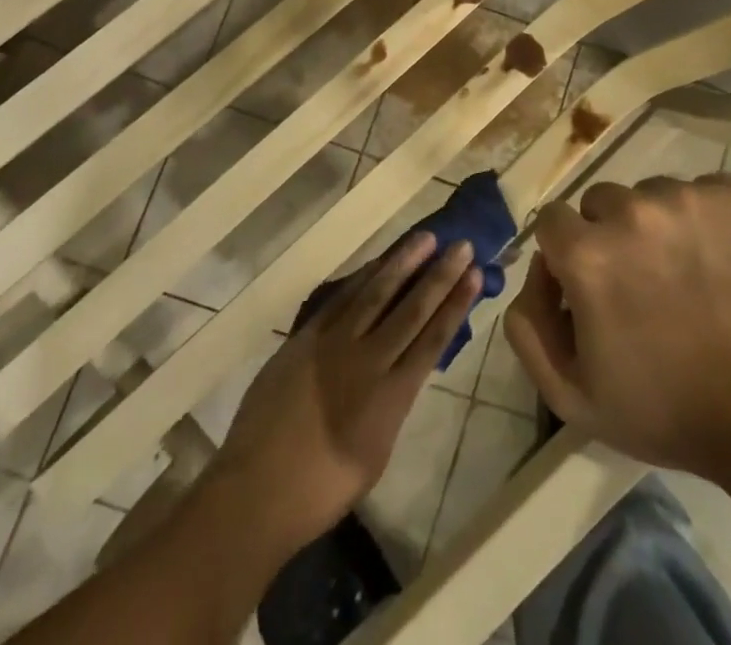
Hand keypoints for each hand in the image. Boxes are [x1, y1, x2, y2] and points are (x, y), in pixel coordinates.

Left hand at [214, 231, 481, 548]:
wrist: (256, 491)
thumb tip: (404, 369)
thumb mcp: (375, 453)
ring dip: (404, 262)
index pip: (434, 338)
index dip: (456, 303)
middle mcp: (369, 360)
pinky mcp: (307, 337)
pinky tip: (378, 262)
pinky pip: (341, 298)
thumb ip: (394, 404)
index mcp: (392, 396)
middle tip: (461, 245)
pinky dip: (363, 277)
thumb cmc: (322, 489)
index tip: (474, 274)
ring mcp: (335, 344)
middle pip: (412, 308)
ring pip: (377, 292)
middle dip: (440, 275)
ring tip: (426, 238)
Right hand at [504, 173, 730, 481]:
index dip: (567, 254)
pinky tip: (729, 260)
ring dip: (662, 225)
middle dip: (612, 236)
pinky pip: (707, 192)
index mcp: (588, 253)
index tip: (590, 285)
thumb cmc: (672, 411)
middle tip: (645, 283)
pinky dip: (710, 219)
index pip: (553, 221)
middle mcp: (632, 210)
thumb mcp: (574, 397)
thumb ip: (529, 328)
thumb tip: (536, 272)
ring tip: (694, 274)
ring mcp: (690, 197)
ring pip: (655, 193)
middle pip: (603, 202)